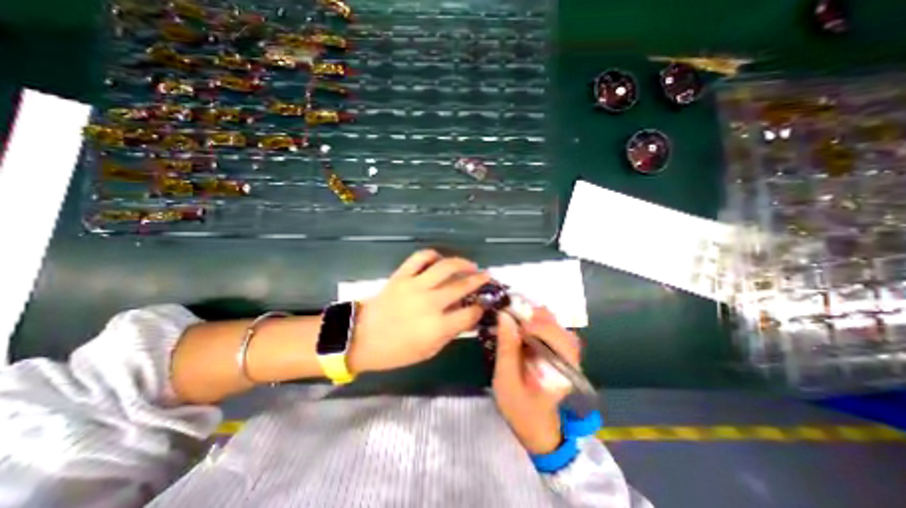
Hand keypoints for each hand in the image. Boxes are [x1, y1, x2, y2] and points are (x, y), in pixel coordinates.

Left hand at [349, 251, 488, 372]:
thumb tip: (466, 316)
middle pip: (462, 286)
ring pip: (445, 266)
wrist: (360, 337)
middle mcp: (430, 303)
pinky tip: (439, 259)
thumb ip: (450, 332)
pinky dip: (433, 255)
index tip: (483, 304)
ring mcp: (415, 286)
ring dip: (462, 263)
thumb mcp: (428, 351)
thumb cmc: (395, 351)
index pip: (469, 313)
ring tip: (470, 265)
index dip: (480, 308)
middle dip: (480, 280)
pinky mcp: (402, 276)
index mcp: (437, 327)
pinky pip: (420, 257)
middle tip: (487, 276)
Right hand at [494, 308, 578, 454]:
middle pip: (558, 328)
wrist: (535, 426)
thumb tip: (504, 316)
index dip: (537, 326)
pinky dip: (537, 323)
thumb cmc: (519, 408)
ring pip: (556, 326)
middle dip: (534, 317)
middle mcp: (570, 360)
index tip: (513, 319)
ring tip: (515, 318)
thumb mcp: (506, 381)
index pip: (558, 340)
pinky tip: (523, 326)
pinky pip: (552, 330)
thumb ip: (507, 348)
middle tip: (510, 314)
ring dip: (534, 318)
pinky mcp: (560, 352)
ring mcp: (567, 355)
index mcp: (561, 371)